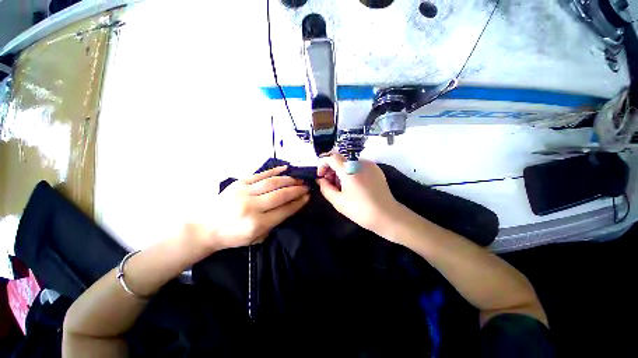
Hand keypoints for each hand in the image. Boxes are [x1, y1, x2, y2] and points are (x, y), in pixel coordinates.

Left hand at [189, 166, 309, 251]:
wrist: (205, 227)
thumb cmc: (232, 236)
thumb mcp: (256, 238)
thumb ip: (274, 223)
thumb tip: (290, 207)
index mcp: (256, 224)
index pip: (284, 210)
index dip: (298, 203)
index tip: (308, 197)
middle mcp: (252, 206)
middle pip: (280, 195)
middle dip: (297, 190)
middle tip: (307, 186)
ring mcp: (244, 192)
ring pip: (272, 182)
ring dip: (289, 179)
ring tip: (299, 178)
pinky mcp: (239, 183)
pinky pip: (260, 174)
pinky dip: (274, 170)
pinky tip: (285, 168)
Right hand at [316, 153, 401, 233]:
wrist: (386, 215)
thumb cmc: (360, 210)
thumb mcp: (338, 201)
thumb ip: (325, 188)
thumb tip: (320, 180)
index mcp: (349, 169)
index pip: (331, 157)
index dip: (323, 165)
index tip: (322, 177)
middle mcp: (359, 162)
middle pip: (340, 159)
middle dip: (332, 169)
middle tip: (331, 184)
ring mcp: (370, 165)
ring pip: (349, 162)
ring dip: (341, 171)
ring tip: (343, 187)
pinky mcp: (376, 169)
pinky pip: (359, 166)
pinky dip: (352, 172)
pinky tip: (354, 186)